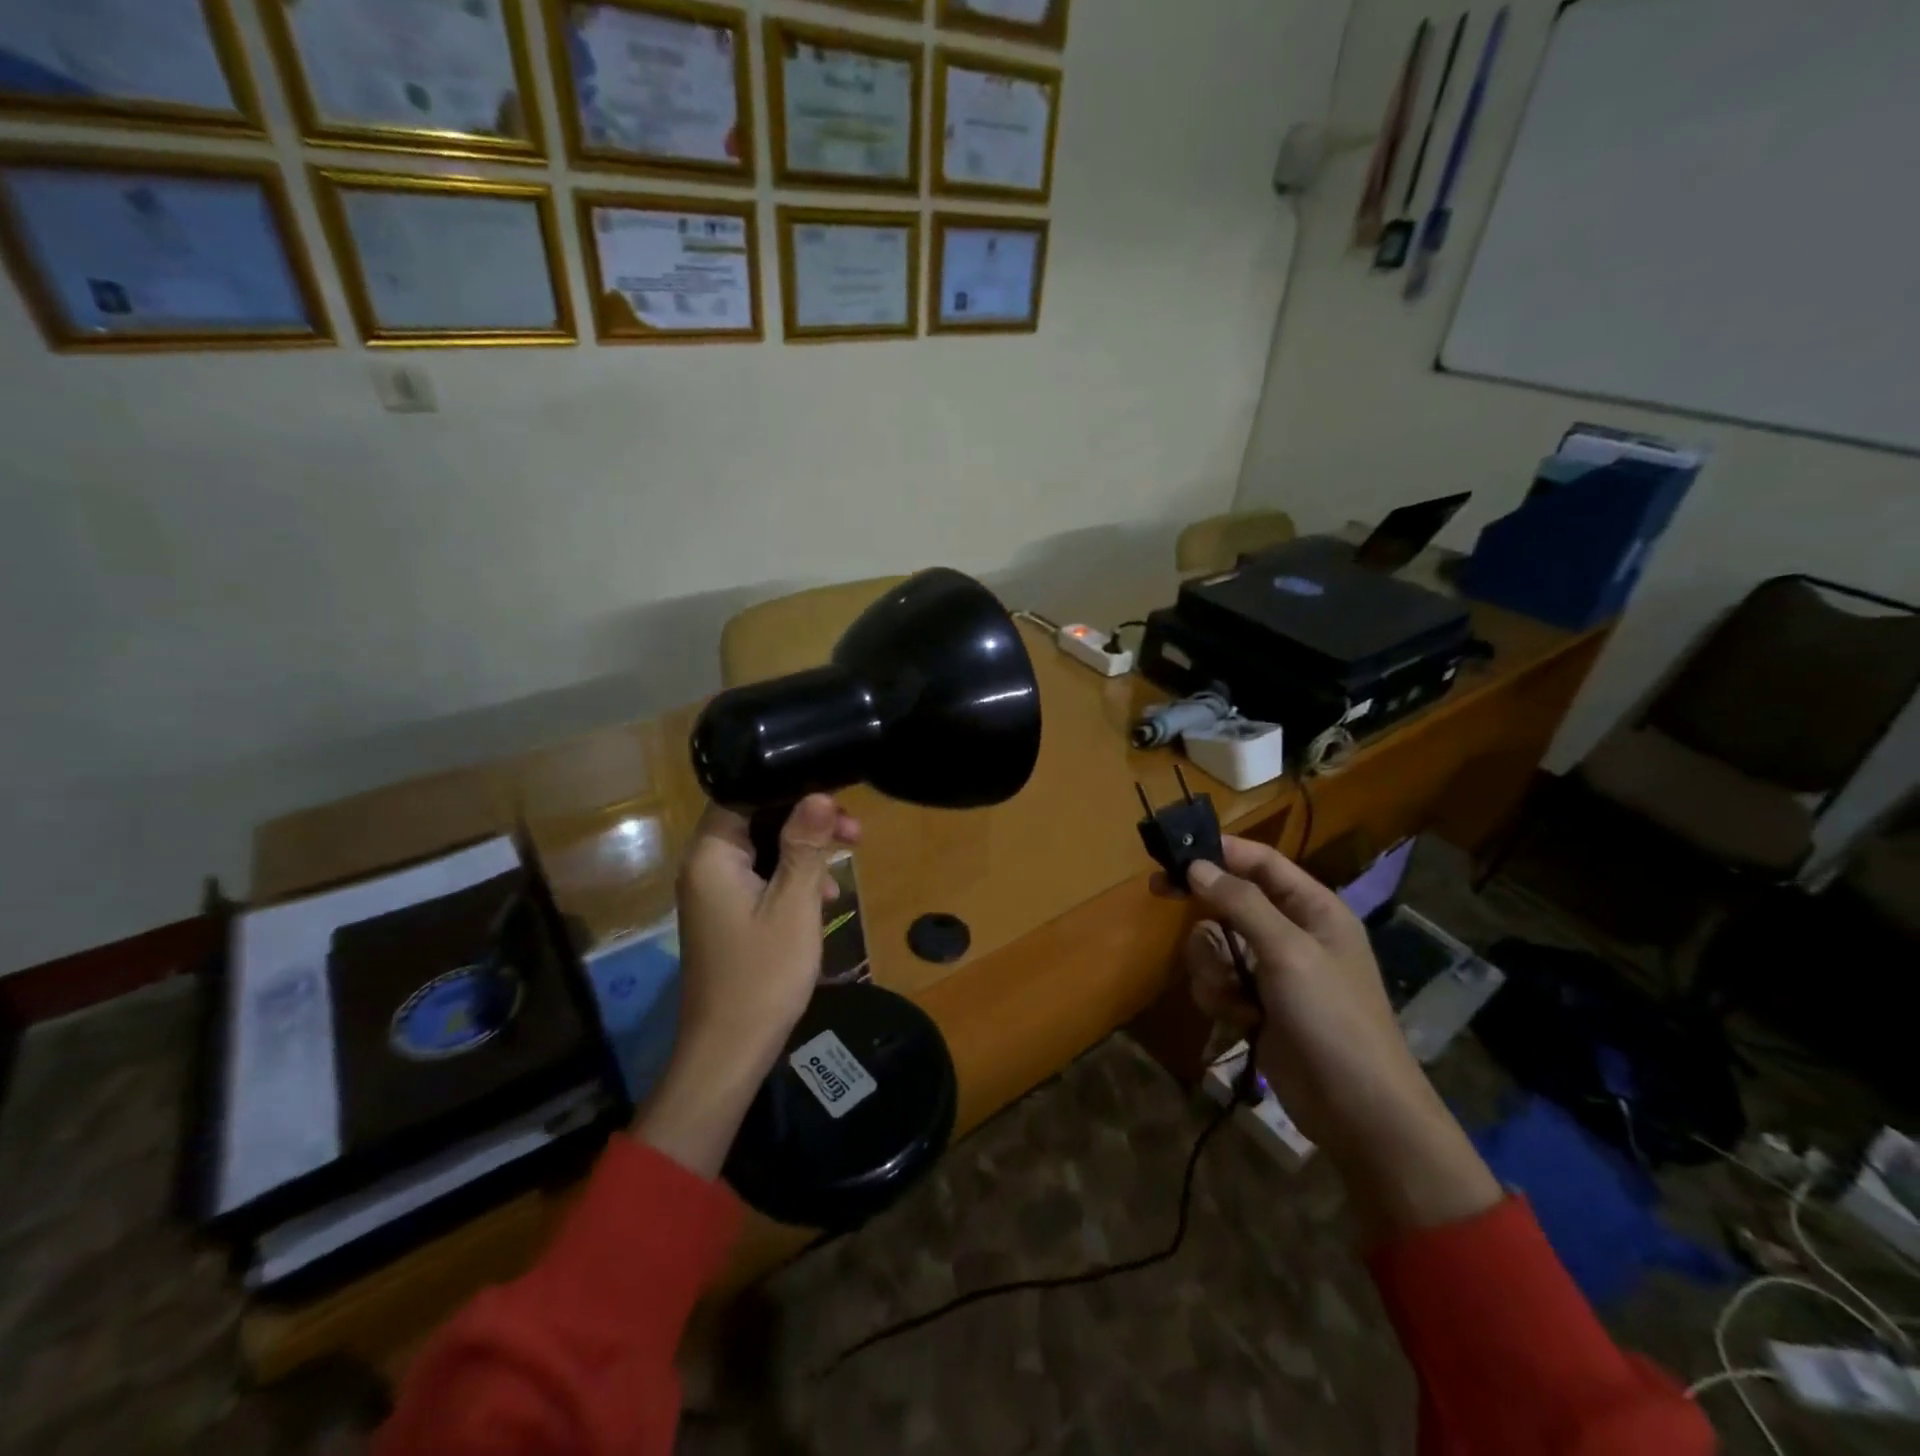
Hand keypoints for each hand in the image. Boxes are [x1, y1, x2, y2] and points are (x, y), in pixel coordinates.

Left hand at [635, 795, 859, 1176]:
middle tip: (855, 831)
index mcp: (712, 856)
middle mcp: (706, 867)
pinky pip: (762, 878)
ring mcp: (715, 892)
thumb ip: (805, 846)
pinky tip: (825, 896)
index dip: (791, 790)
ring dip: (805, 850)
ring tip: (848, 858)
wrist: (729, 1051)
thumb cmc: (763, 974)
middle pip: (757, 820)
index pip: (744, 795)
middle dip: (806, 821)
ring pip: (764, 850)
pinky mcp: (728, 914)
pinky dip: (793, 878)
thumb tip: (819, 794)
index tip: (836, 799)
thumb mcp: (794, 905)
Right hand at [1184, 838, 1501, 1237]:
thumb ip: (1241, 903)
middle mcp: (1291, 932)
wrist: (1357, 1109)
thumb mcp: (1288, 952)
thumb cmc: (1332, 1017)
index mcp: (1313, 908)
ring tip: (1231, 993)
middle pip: (1229, 900)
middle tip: (1160, 893)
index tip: (1175, 850)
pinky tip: (1239, 1019)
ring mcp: (1272, 971)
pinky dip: (1218, 996)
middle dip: (1204, 909)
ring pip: (1215, 943)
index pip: (1262, 862)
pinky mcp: (1255, 1005)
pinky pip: (1217, 981)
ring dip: (1211, 965)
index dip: (1221, 850)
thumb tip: (1197, 866)